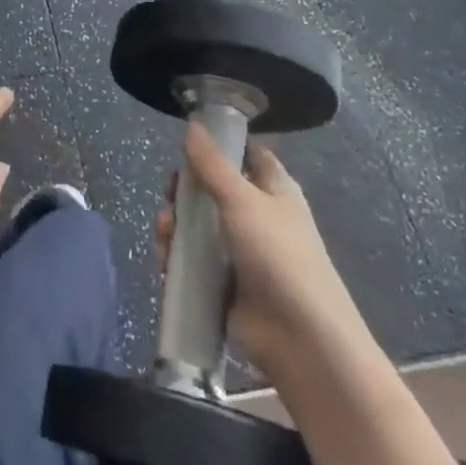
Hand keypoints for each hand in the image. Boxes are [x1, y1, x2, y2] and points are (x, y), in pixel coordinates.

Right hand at [157, 124, 365, 367]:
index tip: (189, 143)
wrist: (301, 339)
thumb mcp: (243, 200)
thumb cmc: (278, 255)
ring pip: (197, 227)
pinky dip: (177, 259)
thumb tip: (193, 125)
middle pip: (212, 190)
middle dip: (185, 191)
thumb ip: (212, 164)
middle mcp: (257, 217)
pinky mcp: (225, 284)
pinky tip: (165, 262)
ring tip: (164, 233)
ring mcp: (240, 253)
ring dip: (175, 227)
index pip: (247, 155)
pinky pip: (193, 263)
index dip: (221, 145)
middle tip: (171, 194)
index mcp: (273, 190)